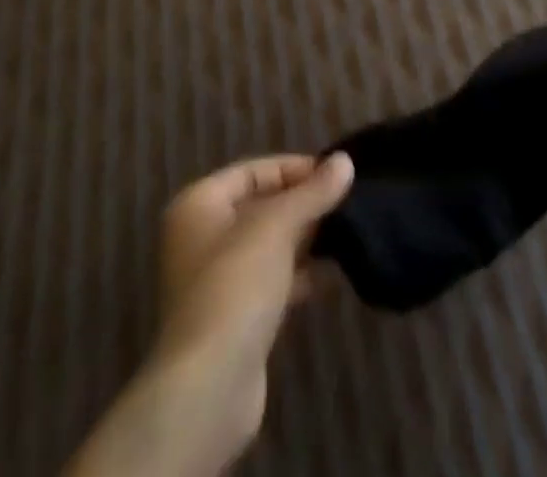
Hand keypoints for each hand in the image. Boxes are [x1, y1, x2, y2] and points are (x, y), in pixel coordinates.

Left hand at [67, 154, 353, 476]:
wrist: (210, 386)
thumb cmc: (235, 285)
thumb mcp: (278, 226)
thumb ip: (313, 192)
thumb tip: (345, 161)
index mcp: (198, 206)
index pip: (252, 171)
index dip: (293, 168)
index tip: (335, 174)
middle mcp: (200, 238)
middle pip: (260, 207)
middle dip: (302, 203)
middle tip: (346, 200)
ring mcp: (215, 281)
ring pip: (268, 245)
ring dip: (305, 239)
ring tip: (348, 232)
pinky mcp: (234, 318)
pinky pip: (271, 280)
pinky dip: (299, 274)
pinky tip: (334, 273)